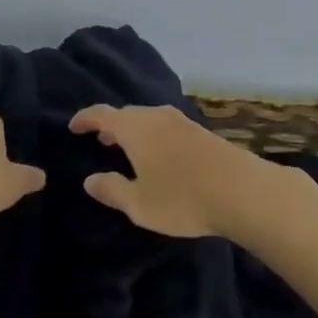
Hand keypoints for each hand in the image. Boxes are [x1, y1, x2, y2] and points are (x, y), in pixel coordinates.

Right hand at [69, 104, 280, 237]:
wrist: (244, 191)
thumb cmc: (182, 198)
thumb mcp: (139, 204)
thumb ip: (112, 189)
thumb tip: (90, 179)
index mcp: (135, 128)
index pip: (101, 114)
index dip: (85, 119)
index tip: (73, 127)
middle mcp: (157, 116)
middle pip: (127, 114)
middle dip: (111, 125)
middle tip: (100, 140)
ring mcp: (182, 121)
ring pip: (149, 119)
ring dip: (134, 130)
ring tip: (127, 148)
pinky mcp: (202, 132)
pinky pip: (167, 127)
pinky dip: (154, 136)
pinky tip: (160, 155)